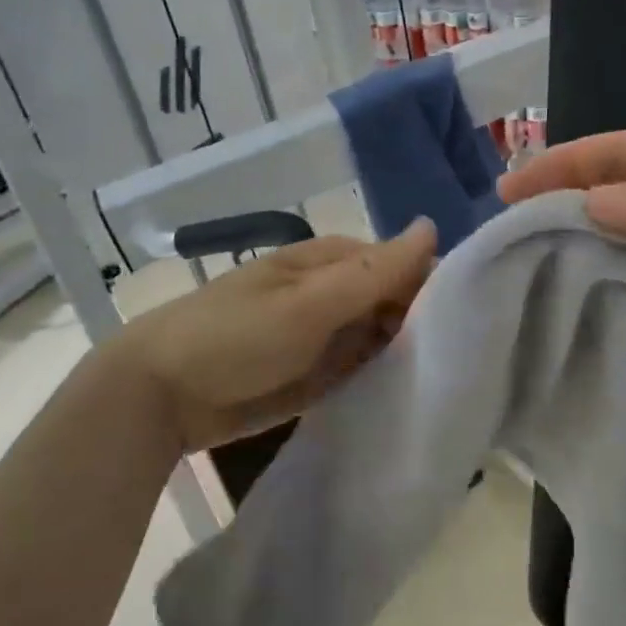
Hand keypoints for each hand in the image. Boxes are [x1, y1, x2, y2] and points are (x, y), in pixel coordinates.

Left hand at [107, 219, 436, 449]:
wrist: (160, 397)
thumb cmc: (234, 337)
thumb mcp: (306, 304)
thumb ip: (372, 273)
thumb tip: (432, 228)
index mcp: (333, 262)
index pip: (402, 264)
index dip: (433, 287)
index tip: (464, 322)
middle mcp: (337, 294)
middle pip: (399, 301)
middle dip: (426, 324)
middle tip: (458, 360)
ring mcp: (330, 336)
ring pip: (386, 337)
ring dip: (411, 353)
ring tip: (448, 381)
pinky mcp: (322, 374)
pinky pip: (366, 369)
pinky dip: (387, 377)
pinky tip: (415, 396)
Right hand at [499, 123, 625, 396]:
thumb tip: (590, 205)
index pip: (614, 154)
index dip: (560, 167)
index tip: (507, 190)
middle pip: (603, 199)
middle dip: (555, 212)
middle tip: (500, 239)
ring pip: (610, 245)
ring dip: (570, 255)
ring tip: (515, 275)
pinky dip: (597, 295)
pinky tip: (560, 308)